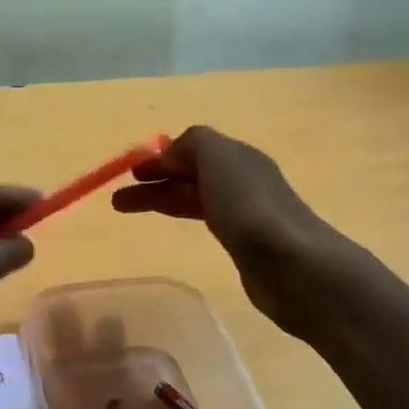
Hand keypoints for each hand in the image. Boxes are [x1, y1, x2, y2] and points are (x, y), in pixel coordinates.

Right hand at [111, 126, 353, 339]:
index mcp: (238, 157)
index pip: (193, 149)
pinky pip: (206, 220)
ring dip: (161, 199)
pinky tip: (176, 226)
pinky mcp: (245, 244)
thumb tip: (170, 152)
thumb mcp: (217, 157)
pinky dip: (183, 216)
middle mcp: (243, 180)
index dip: (160, 159)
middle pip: (190, 175)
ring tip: (126, 210)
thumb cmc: (248, 206)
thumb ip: (193, 144)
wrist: (291, 264)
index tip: (130, 174)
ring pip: (194, 197)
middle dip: (154, 181)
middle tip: (118, 198)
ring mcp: (246, 213)